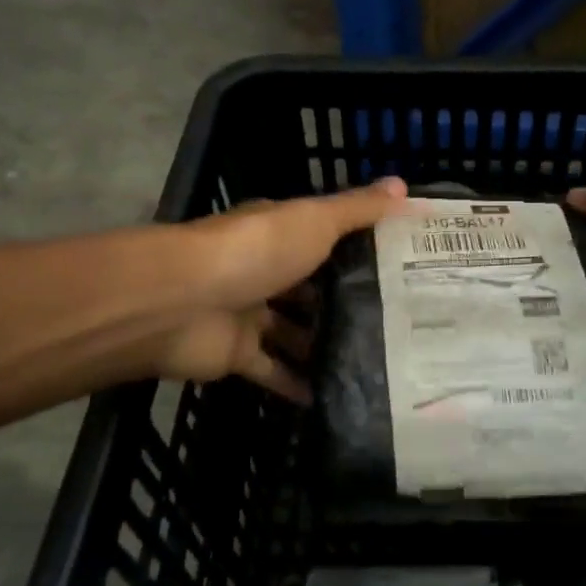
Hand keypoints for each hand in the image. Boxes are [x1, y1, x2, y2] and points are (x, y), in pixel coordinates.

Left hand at [155, 178, 410, 400]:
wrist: (180, 301)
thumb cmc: (254, 251)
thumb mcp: (314, 221)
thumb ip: (357, 210)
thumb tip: (405, 187)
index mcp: (280, 234)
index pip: (327, 239)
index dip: (362, 251)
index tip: (404, 269)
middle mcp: (264, 270)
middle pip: (311, 289)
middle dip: (347, 304)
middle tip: (399, 326)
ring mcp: (249, 314)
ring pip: (294, 332)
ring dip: (324, 346)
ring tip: (378, 364)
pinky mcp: (237, 355)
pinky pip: (273, 371)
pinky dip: (298, 384)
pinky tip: (336, 398)